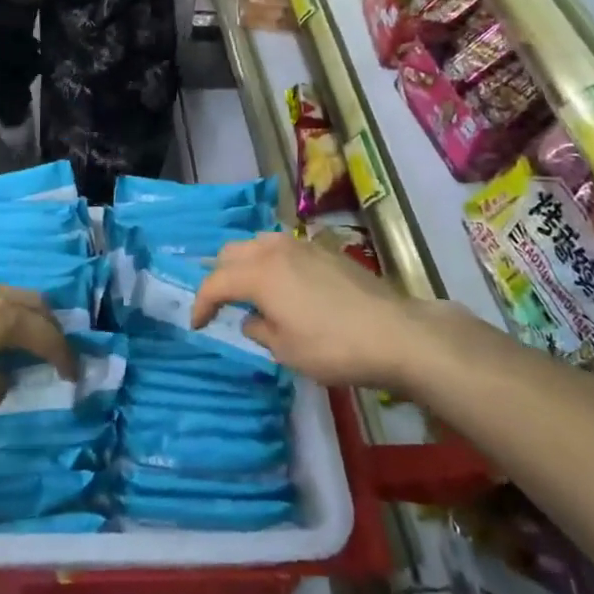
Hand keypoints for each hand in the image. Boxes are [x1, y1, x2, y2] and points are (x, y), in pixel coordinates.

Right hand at [191, 233, 446, 389]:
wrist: (394, 332)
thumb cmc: (333, 347)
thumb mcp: (286, 350)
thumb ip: (259, 330)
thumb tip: (251, 318)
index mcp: (259, 274)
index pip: (215, 282)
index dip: (201, 303)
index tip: (198, 325)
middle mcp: (274, 250)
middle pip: (231, 252)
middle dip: (219, 276)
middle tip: (220, 303)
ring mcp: (301, 245)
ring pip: (257, 243)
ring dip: (244, 263)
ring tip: (249, 289)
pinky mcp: (324, 250)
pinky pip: (282, 247)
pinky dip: (270, 261)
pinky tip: (282, 284)